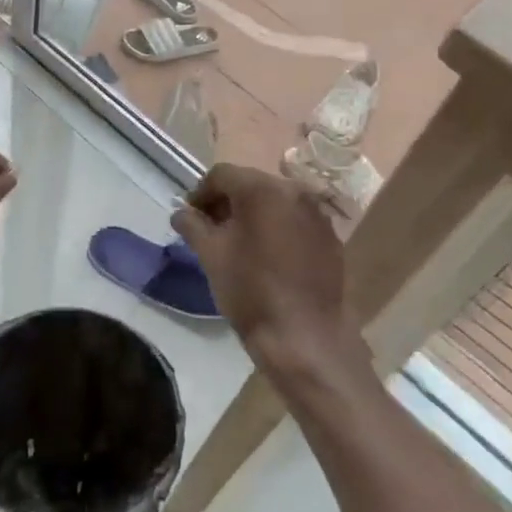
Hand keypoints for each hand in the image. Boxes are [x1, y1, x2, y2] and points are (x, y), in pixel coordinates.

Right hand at [171, 164, 365, 387]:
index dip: (200, 193)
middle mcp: (294, 191)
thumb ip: (192, 225)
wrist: (305, 336)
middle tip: (210, 229)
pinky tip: (267, 256)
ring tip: (237, 244)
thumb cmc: (251, 291)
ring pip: (275, 202)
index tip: (189, 217)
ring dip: (252, 215)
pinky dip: (277, 228)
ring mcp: (317, 214)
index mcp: (262, 189)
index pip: (221, 175)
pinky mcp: (331, 237)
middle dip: (226, 203)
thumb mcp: (211, 255)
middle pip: (250, 184)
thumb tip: (181, 213)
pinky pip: (295, 221)